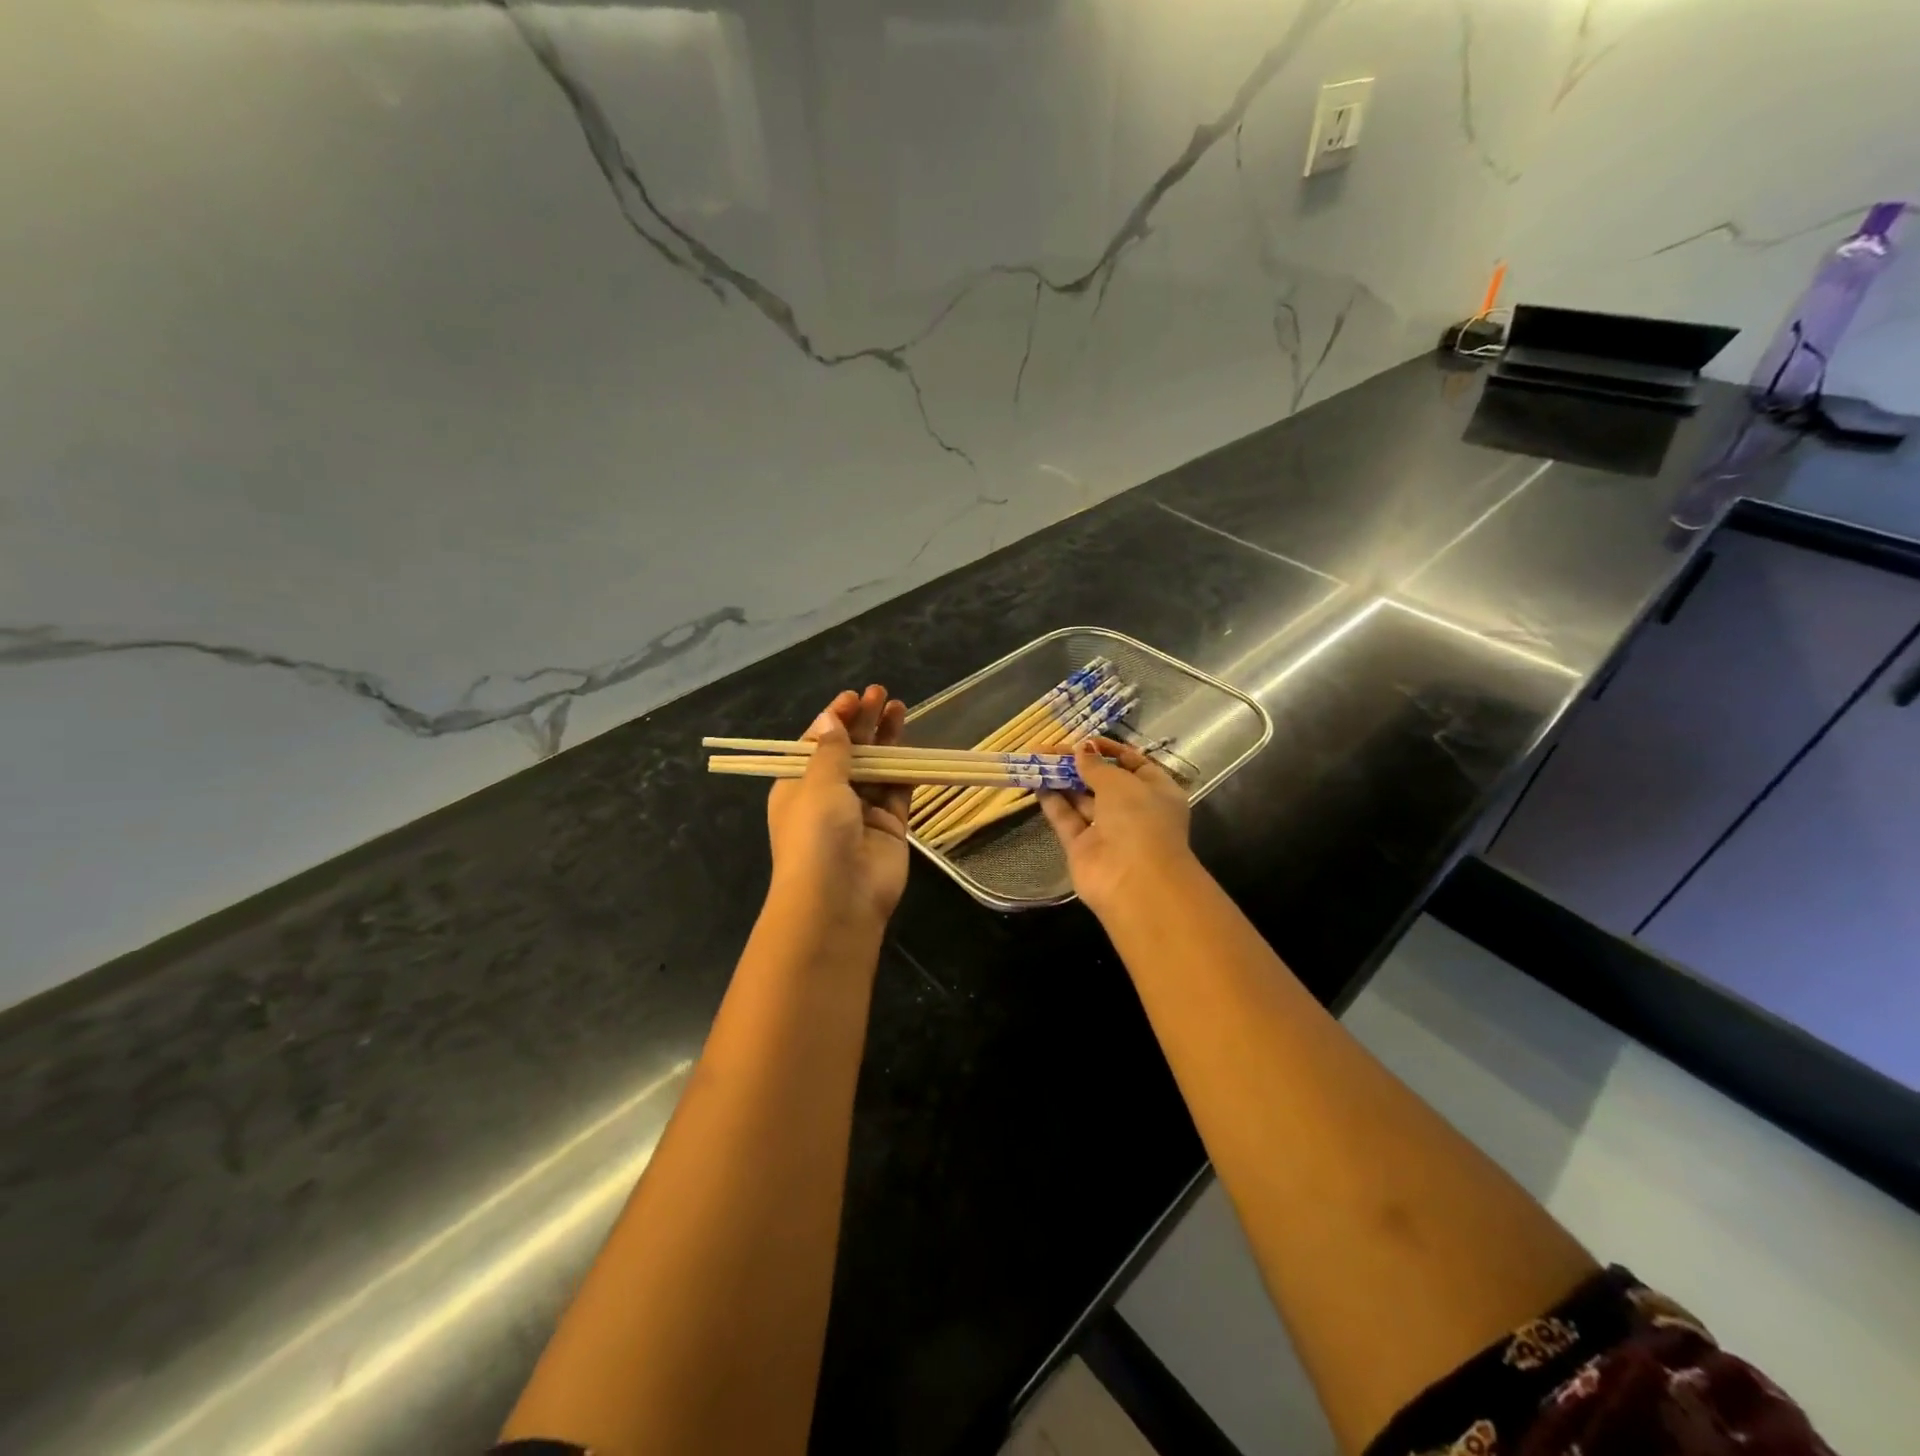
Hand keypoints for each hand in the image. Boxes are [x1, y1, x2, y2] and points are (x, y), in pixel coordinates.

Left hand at [766, 685, 911, 925]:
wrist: (839, 898)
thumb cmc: (816, 833)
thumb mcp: (817, 783)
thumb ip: (831, 750)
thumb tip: (828, 719)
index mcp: (797, 786)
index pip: (816, 745)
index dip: (835, 719)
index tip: (853, 697)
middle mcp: (828, 798)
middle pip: (849, 752)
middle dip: (863, 722)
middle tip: (881, 693)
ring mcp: (861, 813)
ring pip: (876, 768)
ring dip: (886, 739)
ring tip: (899, 707)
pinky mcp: (890, 826)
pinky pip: (898, 790)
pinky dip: (904, 768)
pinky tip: (911, 744)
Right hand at [1037, 737, 1192, 918]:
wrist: (1134, 881)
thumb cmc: (1139, 820)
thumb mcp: (1121, 783)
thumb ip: (1097, 766)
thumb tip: (1081, 750)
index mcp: (1157, 792)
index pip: (1133, 764)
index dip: (1110, 750)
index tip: (1085, 740)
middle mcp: (1134, 811)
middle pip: (1103, 781)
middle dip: (1079, 763)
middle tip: (1050, 747)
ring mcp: (1107, 831)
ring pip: (1082, 799)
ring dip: (1062, 779)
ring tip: (1037, 759)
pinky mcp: (1083, 848)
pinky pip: (1067, 819)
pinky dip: (1053, 801)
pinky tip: (1036, 781)